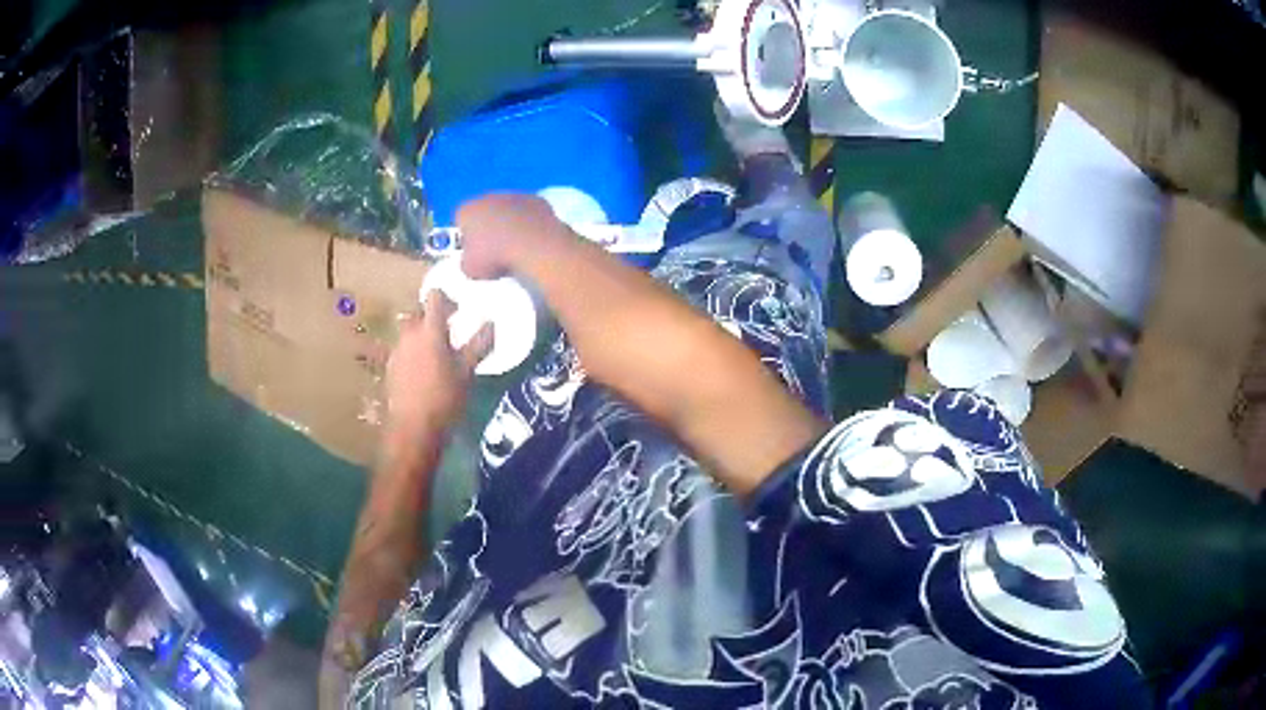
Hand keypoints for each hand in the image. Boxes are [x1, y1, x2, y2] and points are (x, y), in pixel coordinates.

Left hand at [385, 291, 492, 441]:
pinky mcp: (390, 366)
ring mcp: (397, 350)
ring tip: (437, 351)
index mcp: (430, 330)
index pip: (434, 297)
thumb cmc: (445, 398)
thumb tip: (492, 322)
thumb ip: (479, 345)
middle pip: (419, 312)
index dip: (446, 297)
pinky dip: (413, 351)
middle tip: (450, 329)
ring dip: (422, 334)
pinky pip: (403, 348)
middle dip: (433, 316)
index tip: (458, 308)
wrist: (413, 428)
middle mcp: (410, 334)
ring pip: (409, 330)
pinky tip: (423, 369)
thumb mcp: (468, 372)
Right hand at [458, 193, 570, 279]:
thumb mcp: (470, 269)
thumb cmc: (495, 257)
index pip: (460, 219)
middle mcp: (489, 197)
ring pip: (507, 209)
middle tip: (494, 249)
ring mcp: (515, 196)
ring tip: (515, 246)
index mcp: (468, 210)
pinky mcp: (537, 200)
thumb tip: (472, 259)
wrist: (534, 247)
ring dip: (509, 223)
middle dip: (487, 227)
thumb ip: (466, 260)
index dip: (465, 235)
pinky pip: (528, 212)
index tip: (473, 251)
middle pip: (484, 211)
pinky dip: (529, 223)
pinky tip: (532, 239)